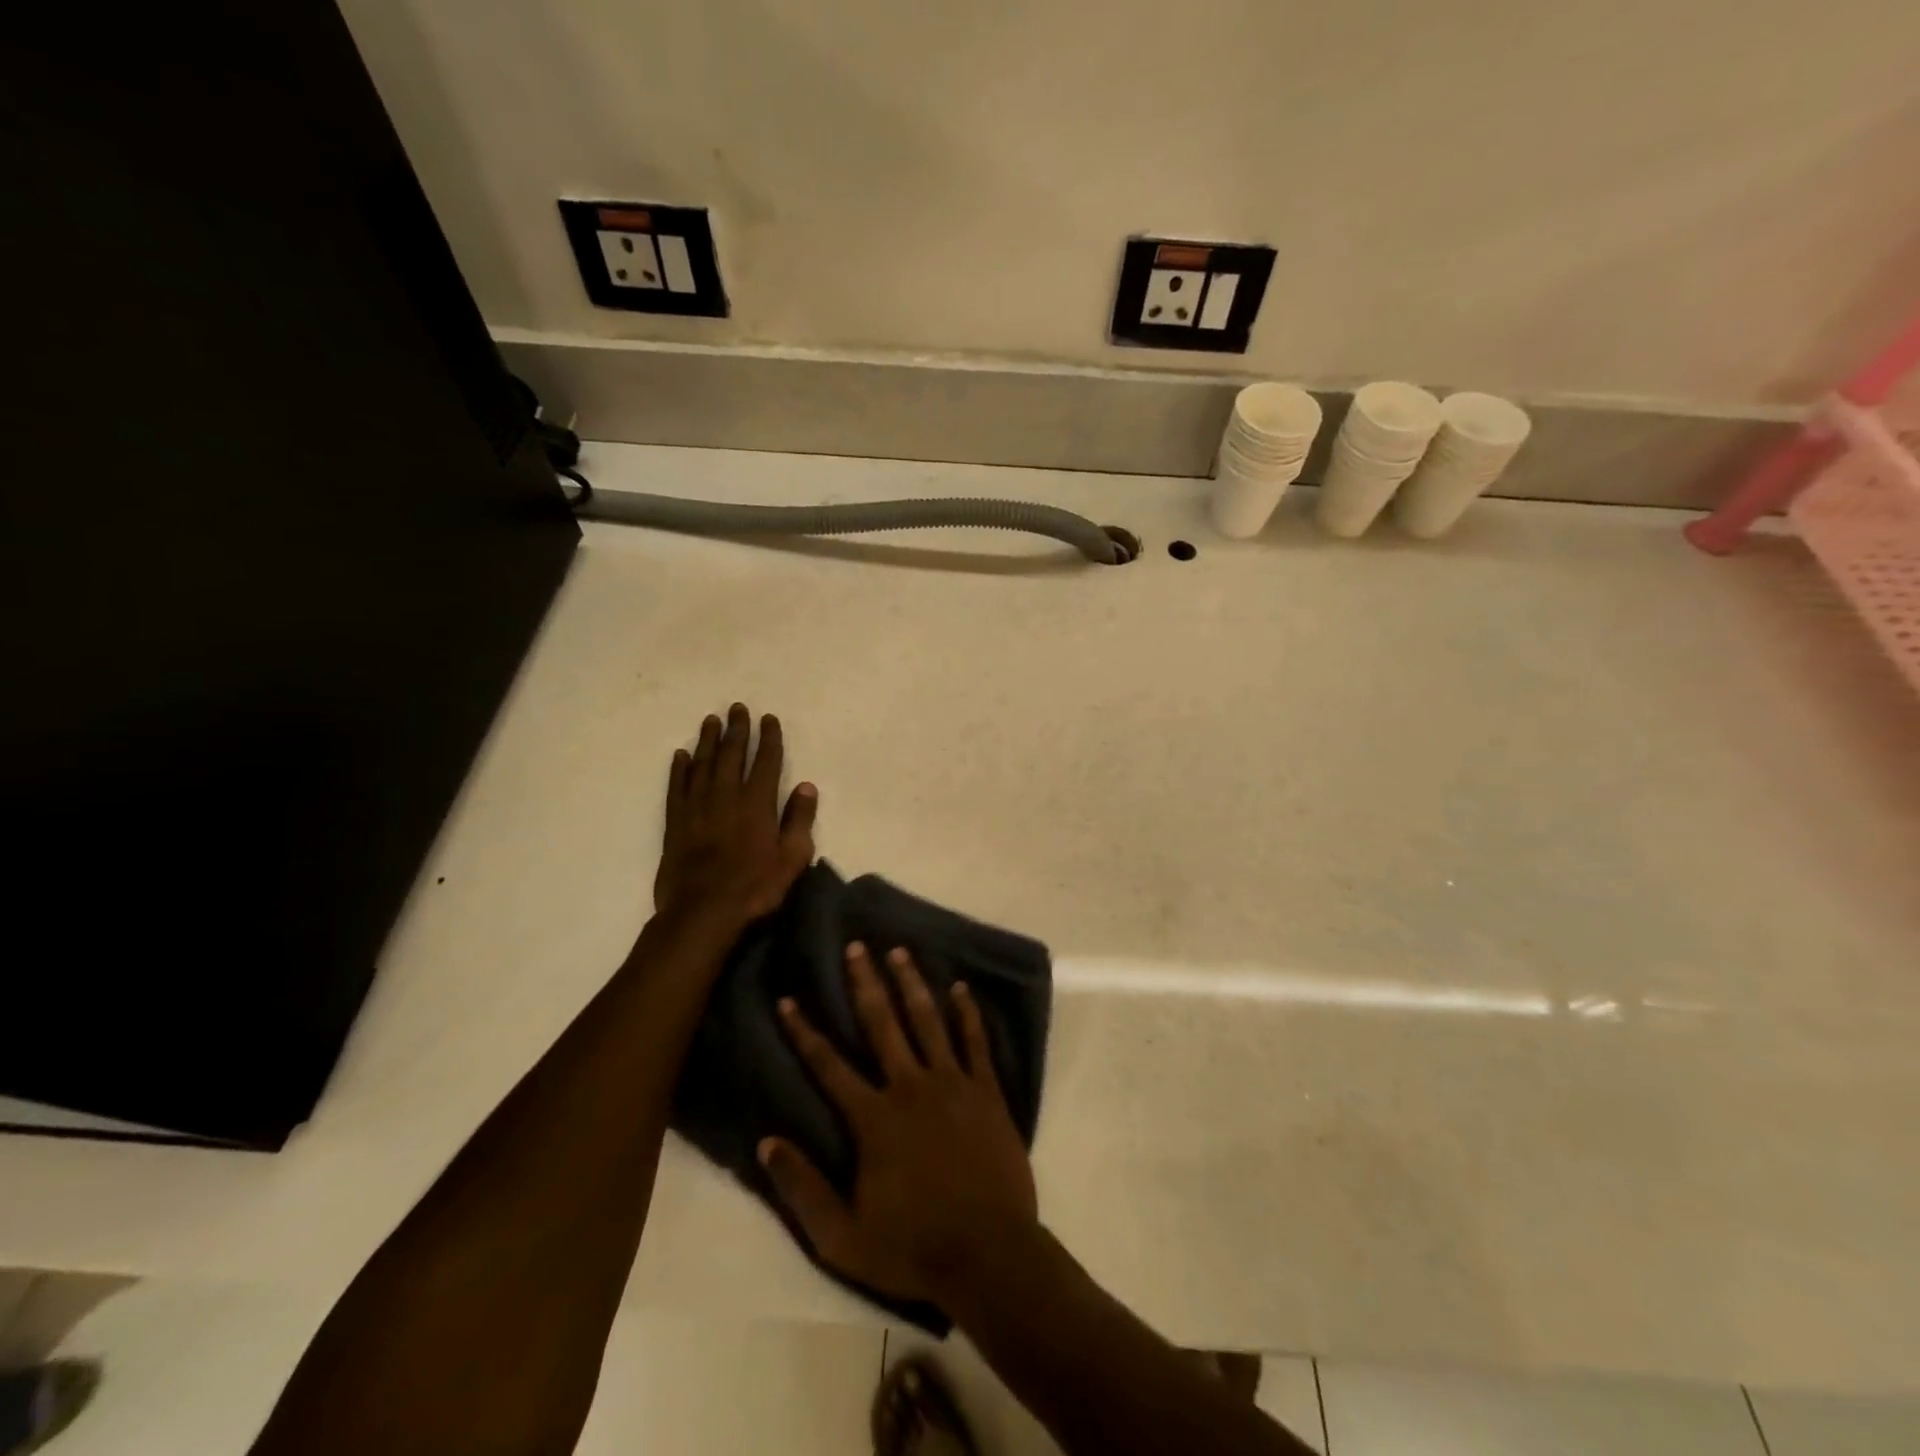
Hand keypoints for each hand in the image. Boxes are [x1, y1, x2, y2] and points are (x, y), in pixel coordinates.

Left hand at [652, 704, 817, 925]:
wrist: (703, 912)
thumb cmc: (755, 888)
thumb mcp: (792, 858)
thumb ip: (800, 821)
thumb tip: (807, 787)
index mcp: (758, 804)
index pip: (767, 762)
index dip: (769, 738)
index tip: (768, 719)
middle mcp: (727, 796)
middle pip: (732, 755)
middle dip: (737, 730)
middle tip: (737, 708)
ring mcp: (697, 807)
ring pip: (703, 764)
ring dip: (708, 741)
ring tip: (711, 721)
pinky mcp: (676, 822)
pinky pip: (677, 787)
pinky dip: (679, 769)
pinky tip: (681, 755)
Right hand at [758, 944, 1038, 1307]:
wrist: (990, 1255)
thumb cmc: (913, 1247)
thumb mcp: (842, 1236)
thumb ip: (802, 1188)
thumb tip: (767, 1140)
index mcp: (874, 1118)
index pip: (829, 1065)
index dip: (805, 1031)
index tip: (789, 999)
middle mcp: (910, 1086)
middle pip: (882, 1024)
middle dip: (865, 983)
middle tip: (856, 946)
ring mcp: (953, 1084)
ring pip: (928, 1020)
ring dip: (912, 983)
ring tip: (900, 951)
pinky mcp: (987, 1091)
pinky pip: (975, 1042)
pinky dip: (968, 1013)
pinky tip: (961, 988)